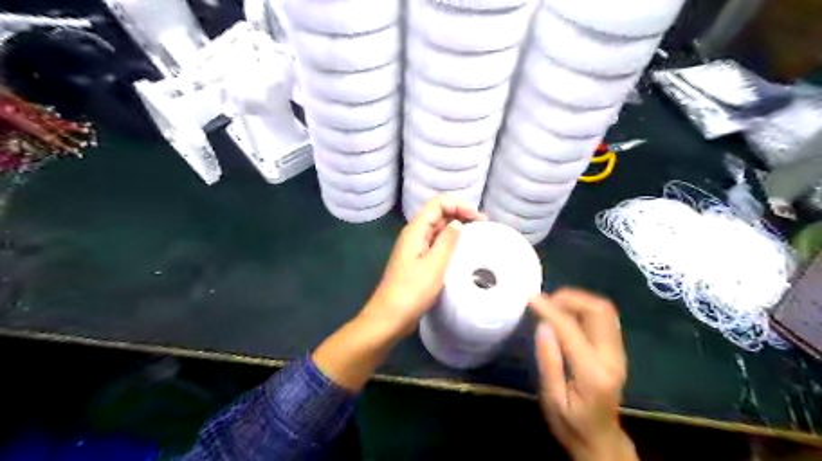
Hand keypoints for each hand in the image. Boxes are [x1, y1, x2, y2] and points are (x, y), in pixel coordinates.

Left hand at [363, 195, 482, 337]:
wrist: (390, 317)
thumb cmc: (412, 291)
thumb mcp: (434, 265)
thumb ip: (447, 241)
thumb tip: (457, 223)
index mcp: (416, 230)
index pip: (438, 203)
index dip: (460, 205)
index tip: (479, 219)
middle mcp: (414, 235)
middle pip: (438, 213)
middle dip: (461, 214)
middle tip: (483, 228)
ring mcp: (415, 248)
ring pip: (438, 229)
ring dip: (457, 229)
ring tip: (477, 238)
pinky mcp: (418, 261)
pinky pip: (436, 244)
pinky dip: (450, 243)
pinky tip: (462, 252)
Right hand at [527, 287, 634, 459]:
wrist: (601, 441)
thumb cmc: (571, 424)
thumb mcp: (551, 399)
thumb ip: (548, 361)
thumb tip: (543, 325)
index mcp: (592, 372)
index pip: (571, 329)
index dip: (550, 309)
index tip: (531, 299)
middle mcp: (611, 357)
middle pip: (599, 310)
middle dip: (570, 298)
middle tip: (545, 302)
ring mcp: (618, 352)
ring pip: (605, 310)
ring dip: (578, 300)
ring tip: (554, 305)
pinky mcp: (617, 350)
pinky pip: (604, 318)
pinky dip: (584, 308)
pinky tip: (566, 315)